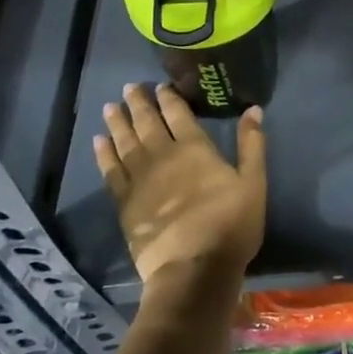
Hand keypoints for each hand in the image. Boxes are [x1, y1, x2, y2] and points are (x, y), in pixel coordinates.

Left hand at [93, 83, 264, 284]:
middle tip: (129, 87)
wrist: (193, 268)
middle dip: (139, 103)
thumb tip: (253, 109)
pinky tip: (98, 142)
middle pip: (147, 123)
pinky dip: (103, 154)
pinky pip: (110, 171)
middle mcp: (163, 156)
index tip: (160, 85)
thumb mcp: (254, 183)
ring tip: (110, 106)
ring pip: (125, 142)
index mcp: (195, 148)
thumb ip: (252, 144)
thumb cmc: (230, 225)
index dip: (169, 98)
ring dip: (118, 122)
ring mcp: (140, 179)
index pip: (178, 114)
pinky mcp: (125, 202)